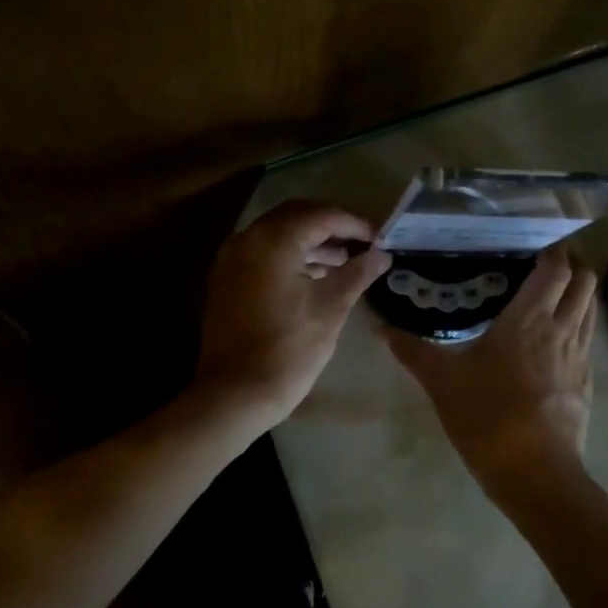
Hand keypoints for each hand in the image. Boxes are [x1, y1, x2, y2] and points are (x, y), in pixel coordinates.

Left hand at [194, 200, 391, 428]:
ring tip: (342, 262)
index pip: (321, 215)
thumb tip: (382, 255)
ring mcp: (230, 259)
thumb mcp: (331, 308)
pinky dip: (288, 256)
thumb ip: (357, 273)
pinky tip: (312, 276)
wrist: (236, 392)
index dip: (354, 223)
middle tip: (361, 244)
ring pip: (276, 235)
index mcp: (273, 240)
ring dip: (309, 242)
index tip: (379, 238)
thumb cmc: (290, 349)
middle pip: (295, 216)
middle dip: (330, 226)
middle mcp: (246, 238)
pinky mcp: (225, 280)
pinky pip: (261, 254)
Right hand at [386, 246, 595, 490]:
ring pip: (591, 309)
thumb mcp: (442, 382)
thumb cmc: (487, 417)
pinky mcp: (586, 383)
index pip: (556, 268)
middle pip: (585, 281)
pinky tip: (553, 344)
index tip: (532, 244)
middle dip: (571, 267)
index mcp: (528, 320)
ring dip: (578, 296)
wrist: (535, 473)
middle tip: (541, 269)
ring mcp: (580, 357)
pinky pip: (588, 340)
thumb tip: (380, 328)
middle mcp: (562, 329)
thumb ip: (413, 351)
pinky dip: (578, 328)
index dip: (552, 251)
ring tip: (550, 299)